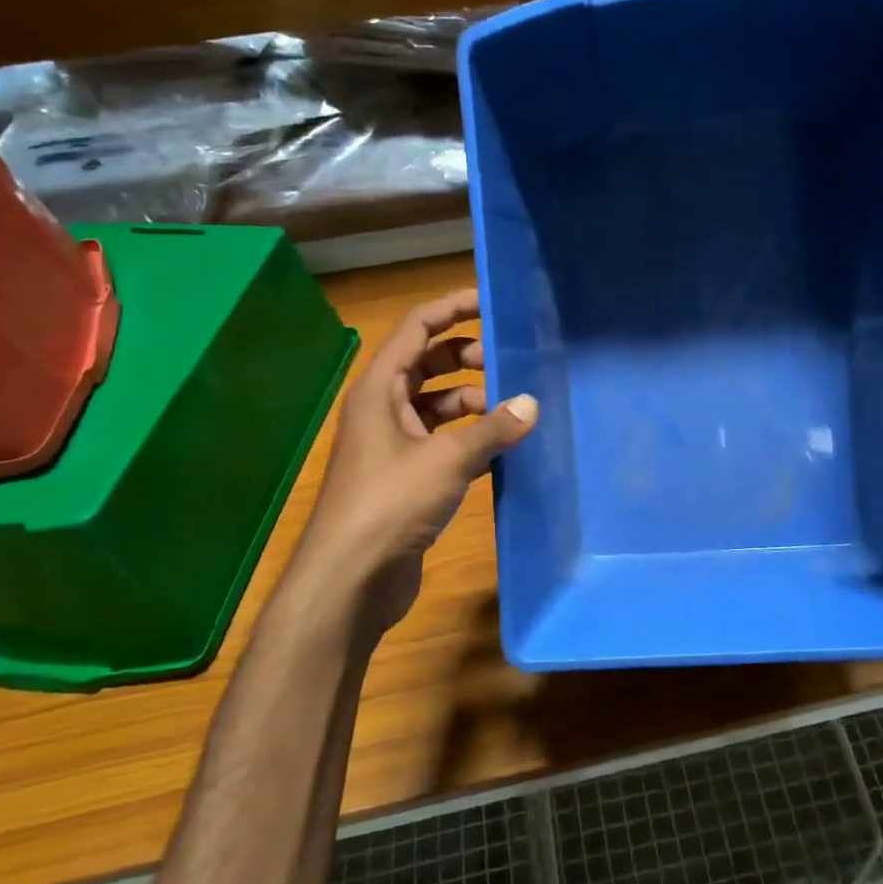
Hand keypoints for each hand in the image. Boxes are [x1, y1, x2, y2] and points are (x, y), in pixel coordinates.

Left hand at [296, 288, 535, 634]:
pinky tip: (502, 448)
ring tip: (514, 411)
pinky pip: (442, 442)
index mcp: (380, 390)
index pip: (416, 329)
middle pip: (428, 365)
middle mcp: (383, 410)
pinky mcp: (405, 478)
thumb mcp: (447, 460)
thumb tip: (531, 403)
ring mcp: (393, 445)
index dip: (452, 309)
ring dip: (472, 403)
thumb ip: (493, 429)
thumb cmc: (390, 504)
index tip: (492, 304)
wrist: (350, 579)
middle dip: (468, 359)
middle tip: (512, 364)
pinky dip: (469, 439)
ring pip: (437, 406)